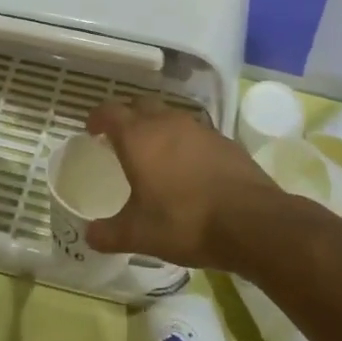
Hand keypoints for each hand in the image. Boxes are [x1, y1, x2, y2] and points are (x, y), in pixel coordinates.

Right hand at [82, 95, 280, 268]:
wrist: (252, 222)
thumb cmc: (185, 222)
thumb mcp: (139, 235)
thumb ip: (109, 234)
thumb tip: (89, 235)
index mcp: (139, 137)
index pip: (110, 111)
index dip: (98, 117)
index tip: (92, 129)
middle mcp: (167, 123)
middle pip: (141, 105)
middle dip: (128, 117)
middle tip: (121, 139)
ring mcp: (199, 129)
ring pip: (171, 117)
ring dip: (158, 129)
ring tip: (155, 156)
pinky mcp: (225, 141)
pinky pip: (196, 134)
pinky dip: (185, 144)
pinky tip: (189, 170)